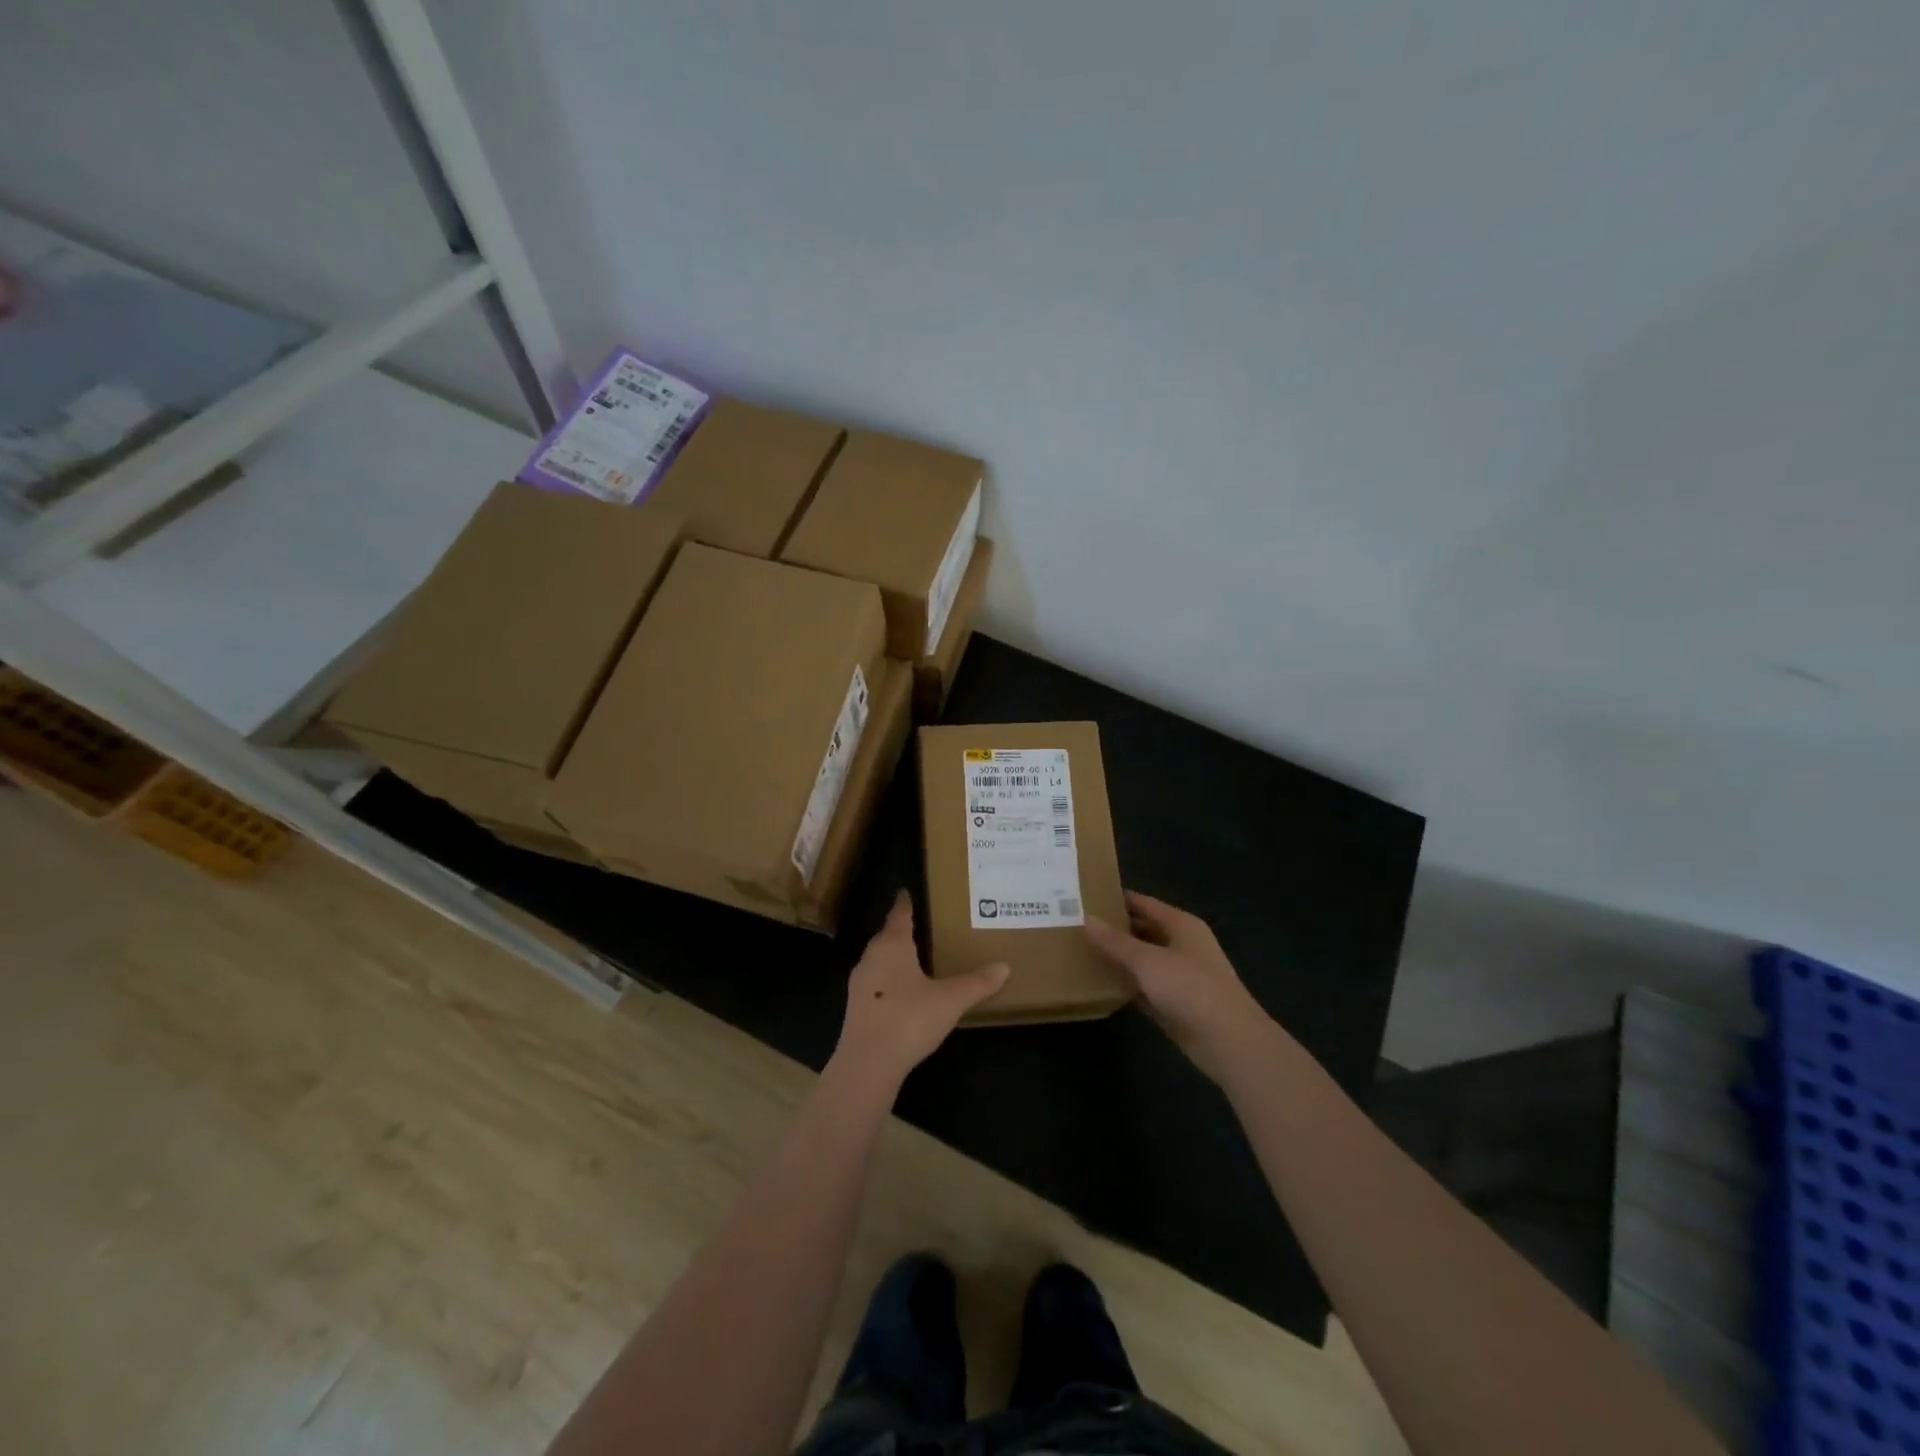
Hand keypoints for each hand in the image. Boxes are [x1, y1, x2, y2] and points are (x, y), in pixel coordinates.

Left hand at [831, 892, 1008, 1089]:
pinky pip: (875, 982)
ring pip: (878, 960)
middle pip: (886, 936)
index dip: (904, 904)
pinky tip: (901, 991)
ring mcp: (860, 983)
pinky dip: (888, 979)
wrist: (868, 1063)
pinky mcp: (856, 1007)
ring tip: (913, 956)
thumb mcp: (950, 1000)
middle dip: (899, 929)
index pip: (898, 915)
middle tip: (920, 925)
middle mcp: (872, 958)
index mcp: (892, 946)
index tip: (906, 892)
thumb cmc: (909, 1019)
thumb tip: (1004, 966)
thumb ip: (977, 983)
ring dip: (893, 956)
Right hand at [1085, 891, 1277, 1081]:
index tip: (1086, 896)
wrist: (1228, 1041)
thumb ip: (1115, 941)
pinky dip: (1127, 985)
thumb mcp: (1147, 960)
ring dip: (1119, 958)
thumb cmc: (1190, 987)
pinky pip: (1145, 987)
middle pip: (1143, 930)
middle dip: (1114, 929)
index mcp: (1181, 925)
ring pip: (1143, 960)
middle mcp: (1183, 946)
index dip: (1117, 899)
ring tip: (1082, 951)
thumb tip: (1087, 919)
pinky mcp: (1175, 1004)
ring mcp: (1180, 976)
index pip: (1144, 903)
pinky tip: (1101, 984)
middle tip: (1077, 925)